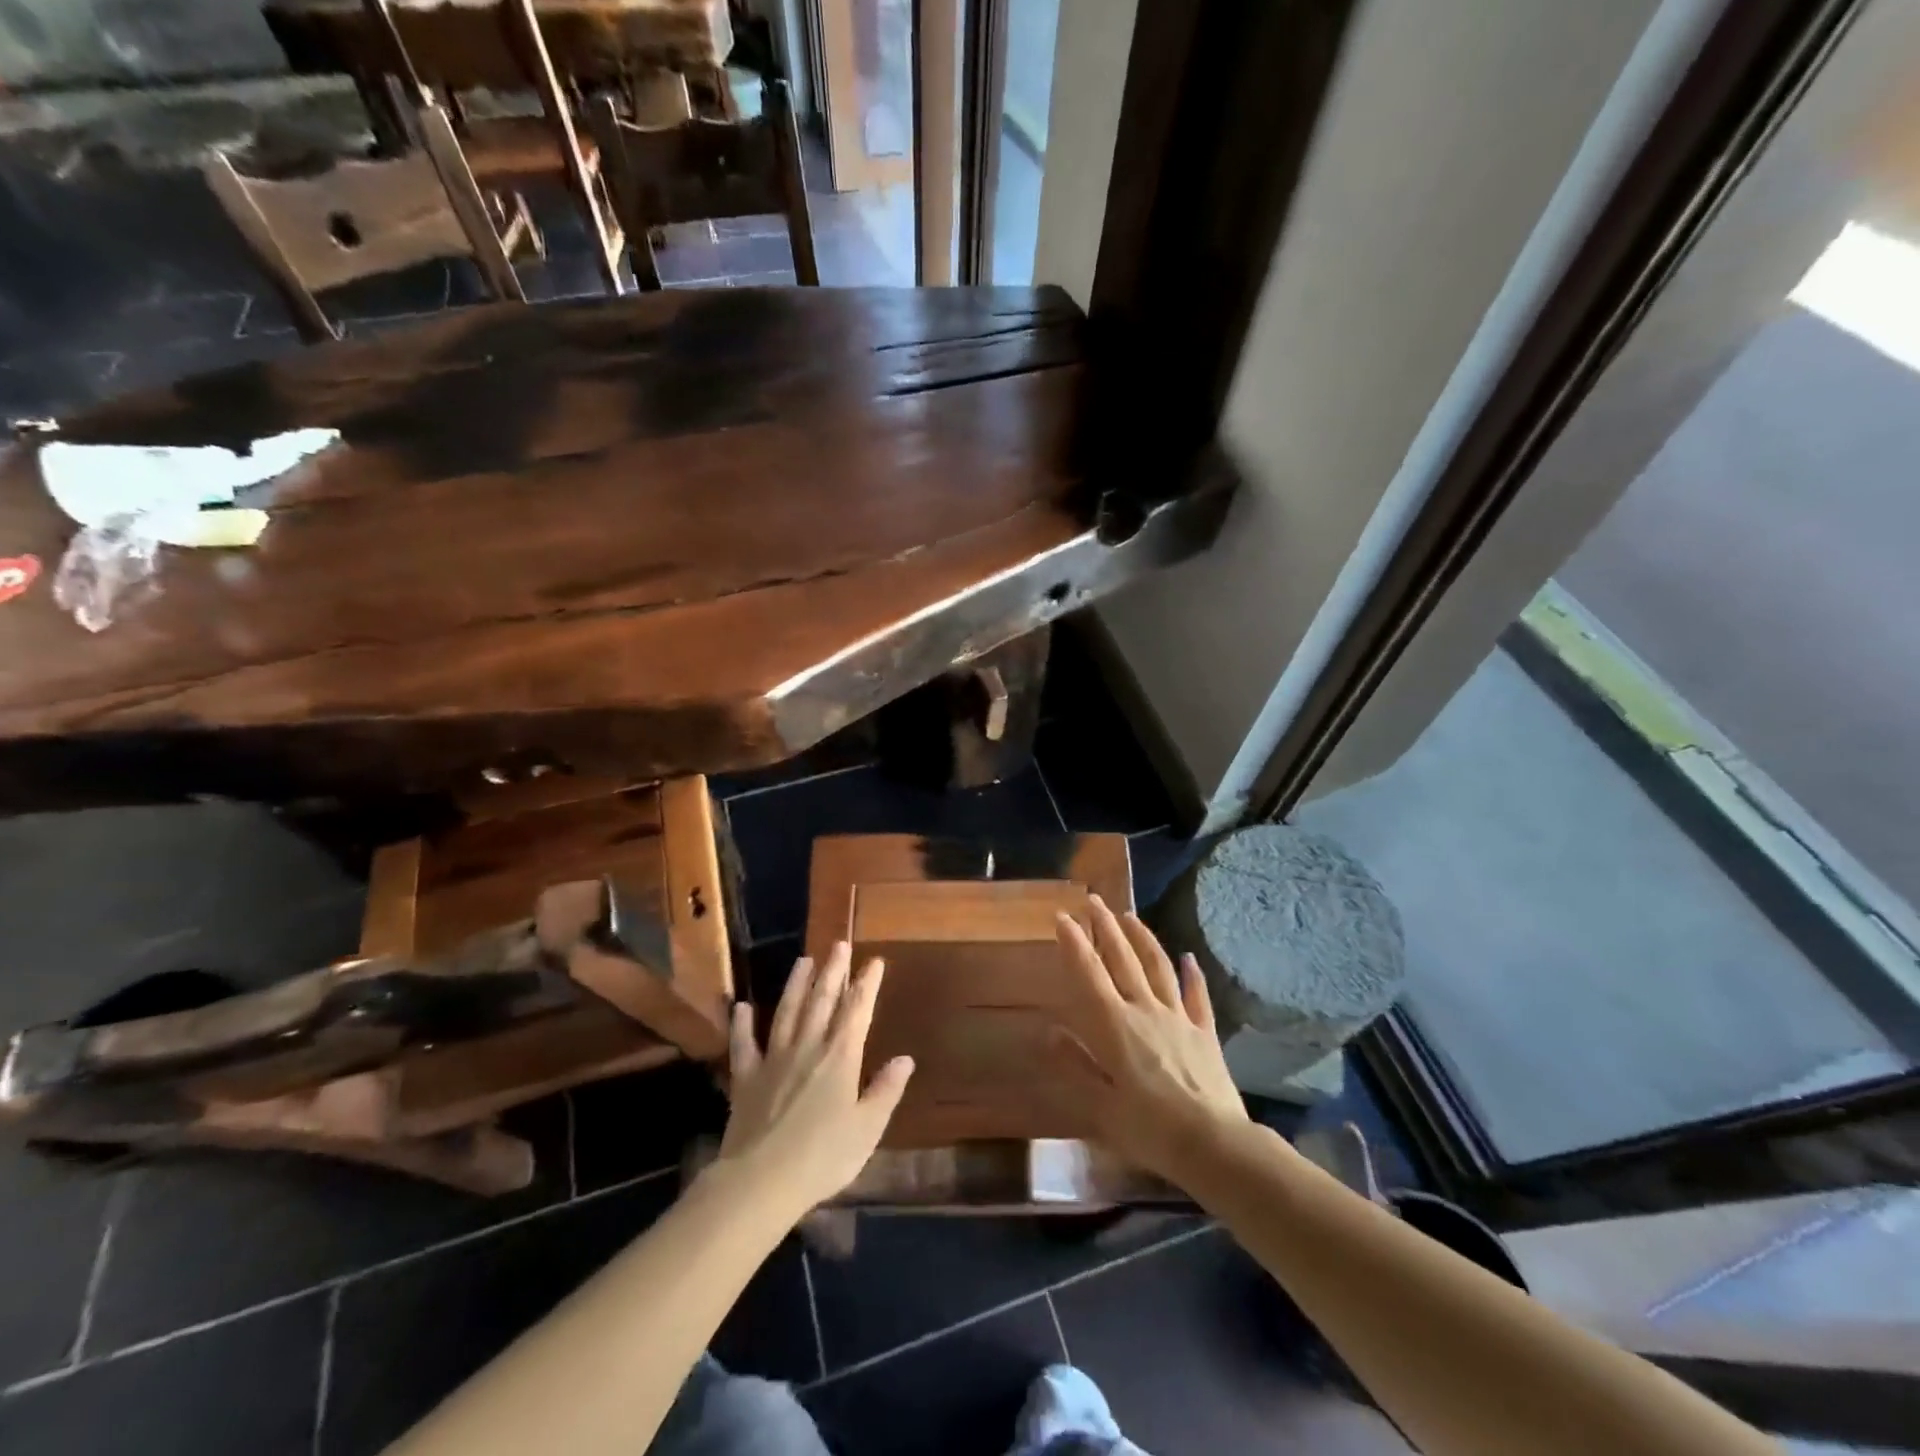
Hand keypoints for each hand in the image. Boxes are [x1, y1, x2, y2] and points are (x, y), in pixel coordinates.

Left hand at [713, 941, 913, 1216]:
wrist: (761, 1181)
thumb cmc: (823, 1157)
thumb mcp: (867, 1128)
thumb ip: (886, 1090)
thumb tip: (905, 1059)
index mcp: (841, 1057)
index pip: (858, 1010)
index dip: (867, 984)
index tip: (874, 961)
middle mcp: (808, 1047)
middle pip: (822, 1001)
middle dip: (833, 971)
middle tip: (839, 945)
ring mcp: (773, 1059)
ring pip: (787, 1011)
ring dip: (796, 984)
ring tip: (804, 960)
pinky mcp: (745, 1077)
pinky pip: (743, 1044)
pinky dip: (741, 1024)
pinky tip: (741, 1006)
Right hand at [1052, 895, 1246, 1179]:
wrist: (1214, 1143)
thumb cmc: (1149, 1128)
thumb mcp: (1101, 1105)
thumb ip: (1075, 1064)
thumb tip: (1049, 1031)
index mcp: (1114, 1025)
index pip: (1089, 974)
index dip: (1074, 943)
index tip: (1062, 916)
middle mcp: (1144, 1009)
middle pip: (1123, 959)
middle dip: (1106, 927)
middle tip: (1094, 900)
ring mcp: (1178, 1017)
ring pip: (1157, 967)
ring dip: (1142, 939)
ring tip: (1129, 917)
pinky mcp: (1204, 1032)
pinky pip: (1196, 996)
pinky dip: (1192, 974)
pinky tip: (1188, 957)